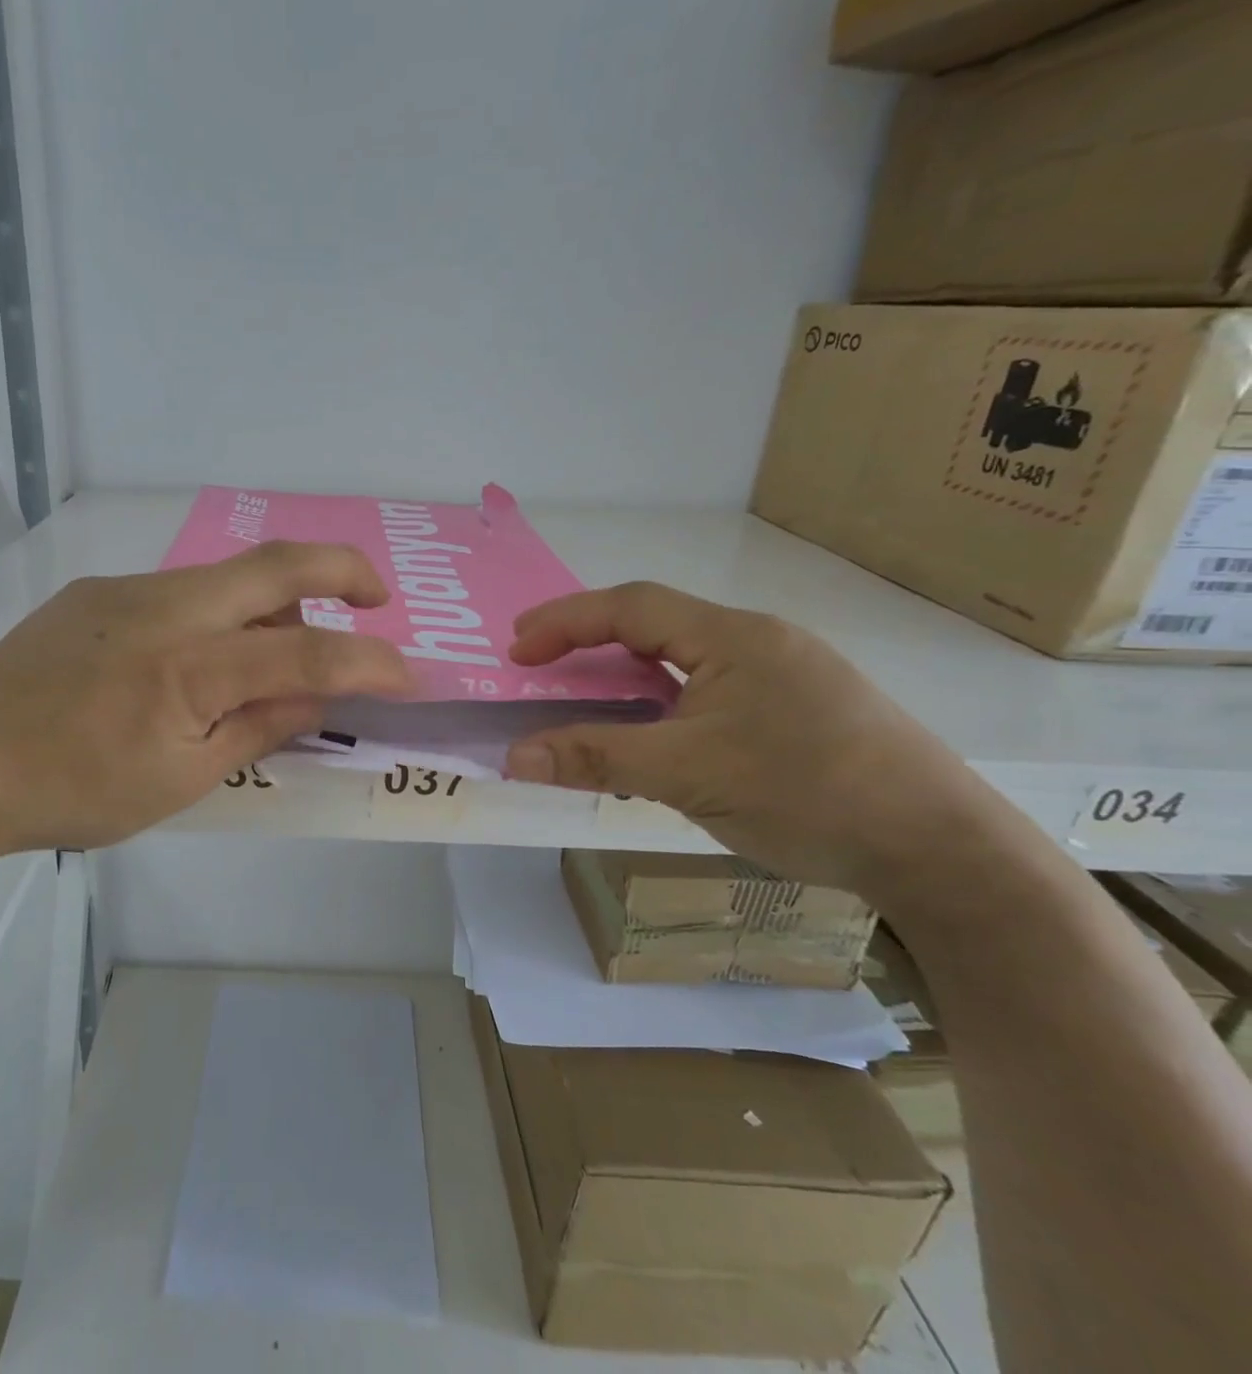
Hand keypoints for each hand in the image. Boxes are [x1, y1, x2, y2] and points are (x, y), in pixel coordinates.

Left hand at [0, 542, 413, 862]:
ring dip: (271, 604)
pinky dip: (217, 615)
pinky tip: (192, 661)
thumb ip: (258, 727)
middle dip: (342, 570)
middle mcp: (165, 608)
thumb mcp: (181, 780)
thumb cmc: (75, 791)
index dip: (368, 661)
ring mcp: (127, 590)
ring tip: (270, 657)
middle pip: (275, 563)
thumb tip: (316, 695)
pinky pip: (181, 592)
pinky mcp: (98, 592)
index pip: (306, 651)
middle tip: (375, 597)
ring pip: (227, 577)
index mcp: (190, 668)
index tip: (407, 674)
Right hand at [502, 582, 1019, 895]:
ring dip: (627, 671)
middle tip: (539, 664)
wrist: (943, 851)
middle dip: (590, 639)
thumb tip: (513, 756)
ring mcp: (785, 675)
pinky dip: (663, 698)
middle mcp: (759, 641)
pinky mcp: (799, 709)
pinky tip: (655, 730)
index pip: (631, 606)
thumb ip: (596, 759)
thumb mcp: (687, 776)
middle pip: (656, 623)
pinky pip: (710, 687)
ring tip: (585, 696)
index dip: (566, 621)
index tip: (517, 649)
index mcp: (733, 637)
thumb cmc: (808, 794)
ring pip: (684, 657)